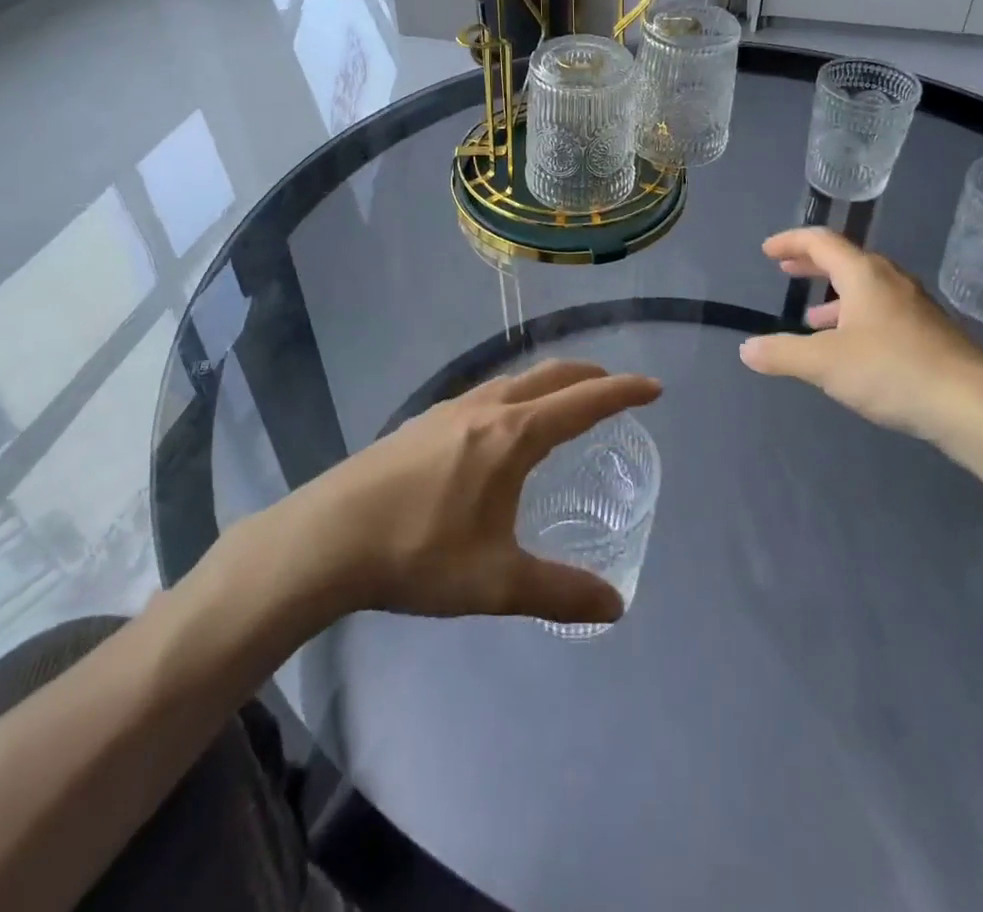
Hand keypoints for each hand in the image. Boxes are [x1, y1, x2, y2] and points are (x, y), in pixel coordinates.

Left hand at [294, 360, 660, 624]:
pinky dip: (514, 395)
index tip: (654, 388)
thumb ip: (560, 592)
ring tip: (562, 402)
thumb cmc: (419, 552)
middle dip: (588, 376)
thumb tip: (615, 606)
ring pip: (513, 380)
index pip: (583, 402)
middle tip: (615, 388)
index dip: (623, 392)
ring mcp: (449, 409)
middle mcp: (486, 409)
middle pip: (549, 376)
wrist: (328, 537)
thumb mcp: (497, 581)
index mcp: (512, 435)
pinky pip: (485, 394)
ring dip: (548, 382)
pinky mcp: (422, 422)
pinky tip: (499, 427)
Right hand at [738, 228, 982, 446]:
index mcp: (864, 275)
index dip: (791, 242)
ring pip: (867, 289)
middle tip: (787, 270)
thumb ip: (782, 353)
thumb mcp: (825, 363)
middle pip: (846, 261)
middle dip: (813, 265)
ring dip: (835, 297)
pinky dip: (857, 318)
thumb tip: (747, 349)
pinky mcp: (930, 334)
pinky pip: (883, 312)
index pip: (822, 242)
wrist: (972, 406)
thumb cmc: (892, 371)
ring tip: (813, 319)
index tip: (767, 251)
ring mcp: (915, 307)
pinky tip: (852, 349)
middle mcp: (891, 282)